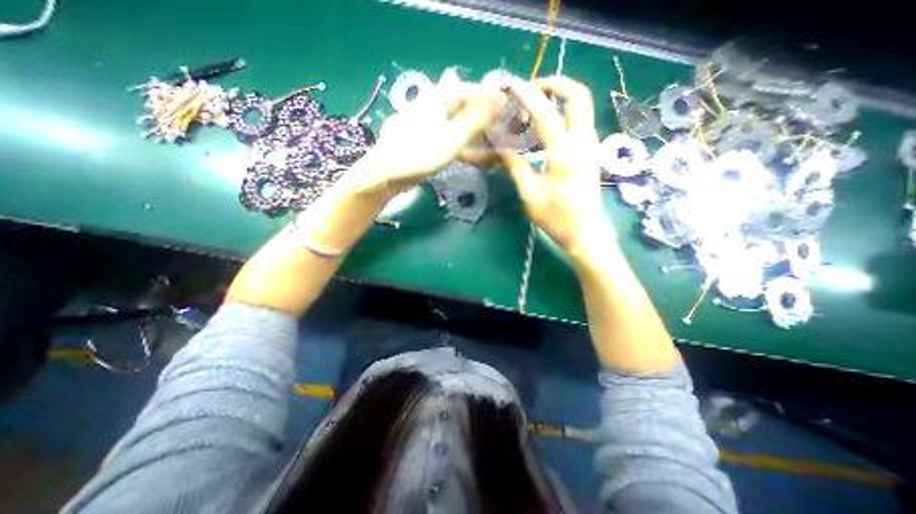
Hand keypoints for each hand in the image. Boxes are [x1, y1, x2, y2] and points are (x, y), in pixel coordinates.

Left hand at [346, 81, 499, 200]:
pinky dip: (463, 144)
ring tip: (492, 141)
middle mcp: (431, 106)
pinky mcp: (424, 139)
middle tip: (501, 125)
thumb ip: (475, 121)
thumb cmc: (418, 155)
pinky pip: (449, 137)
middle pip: (464, 106)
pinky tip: (474, 153)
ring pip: (457, 123)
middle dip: (483, 115)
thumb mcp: (451, 139)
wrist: (386, 174)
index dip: (489, 96)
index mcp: (437, 99)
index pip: (469, 90)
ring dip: (475, 132)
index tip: (507, 104)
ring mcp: (427, 123)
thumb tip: (500, 100)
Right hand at [494, 76, 615, 261]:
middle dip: (555, 84)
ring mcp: (591, 146)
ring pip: (582, 106)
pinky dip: (563, 114)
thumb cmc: (556, 218)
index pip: (544, 112)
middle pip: (578, 95)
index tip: (510, 86)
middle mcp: (583, 142)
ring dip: (560, 97)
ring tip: (534, 107)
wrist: (585, 233)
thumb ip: (515, 165)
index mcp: (564, 153)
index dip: (526, 94)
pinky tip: (545, 128)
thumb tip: (500, 144)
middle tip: (532, 89)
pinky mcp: (592, 152)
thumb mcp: (529, 193)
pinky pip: (580, 121)